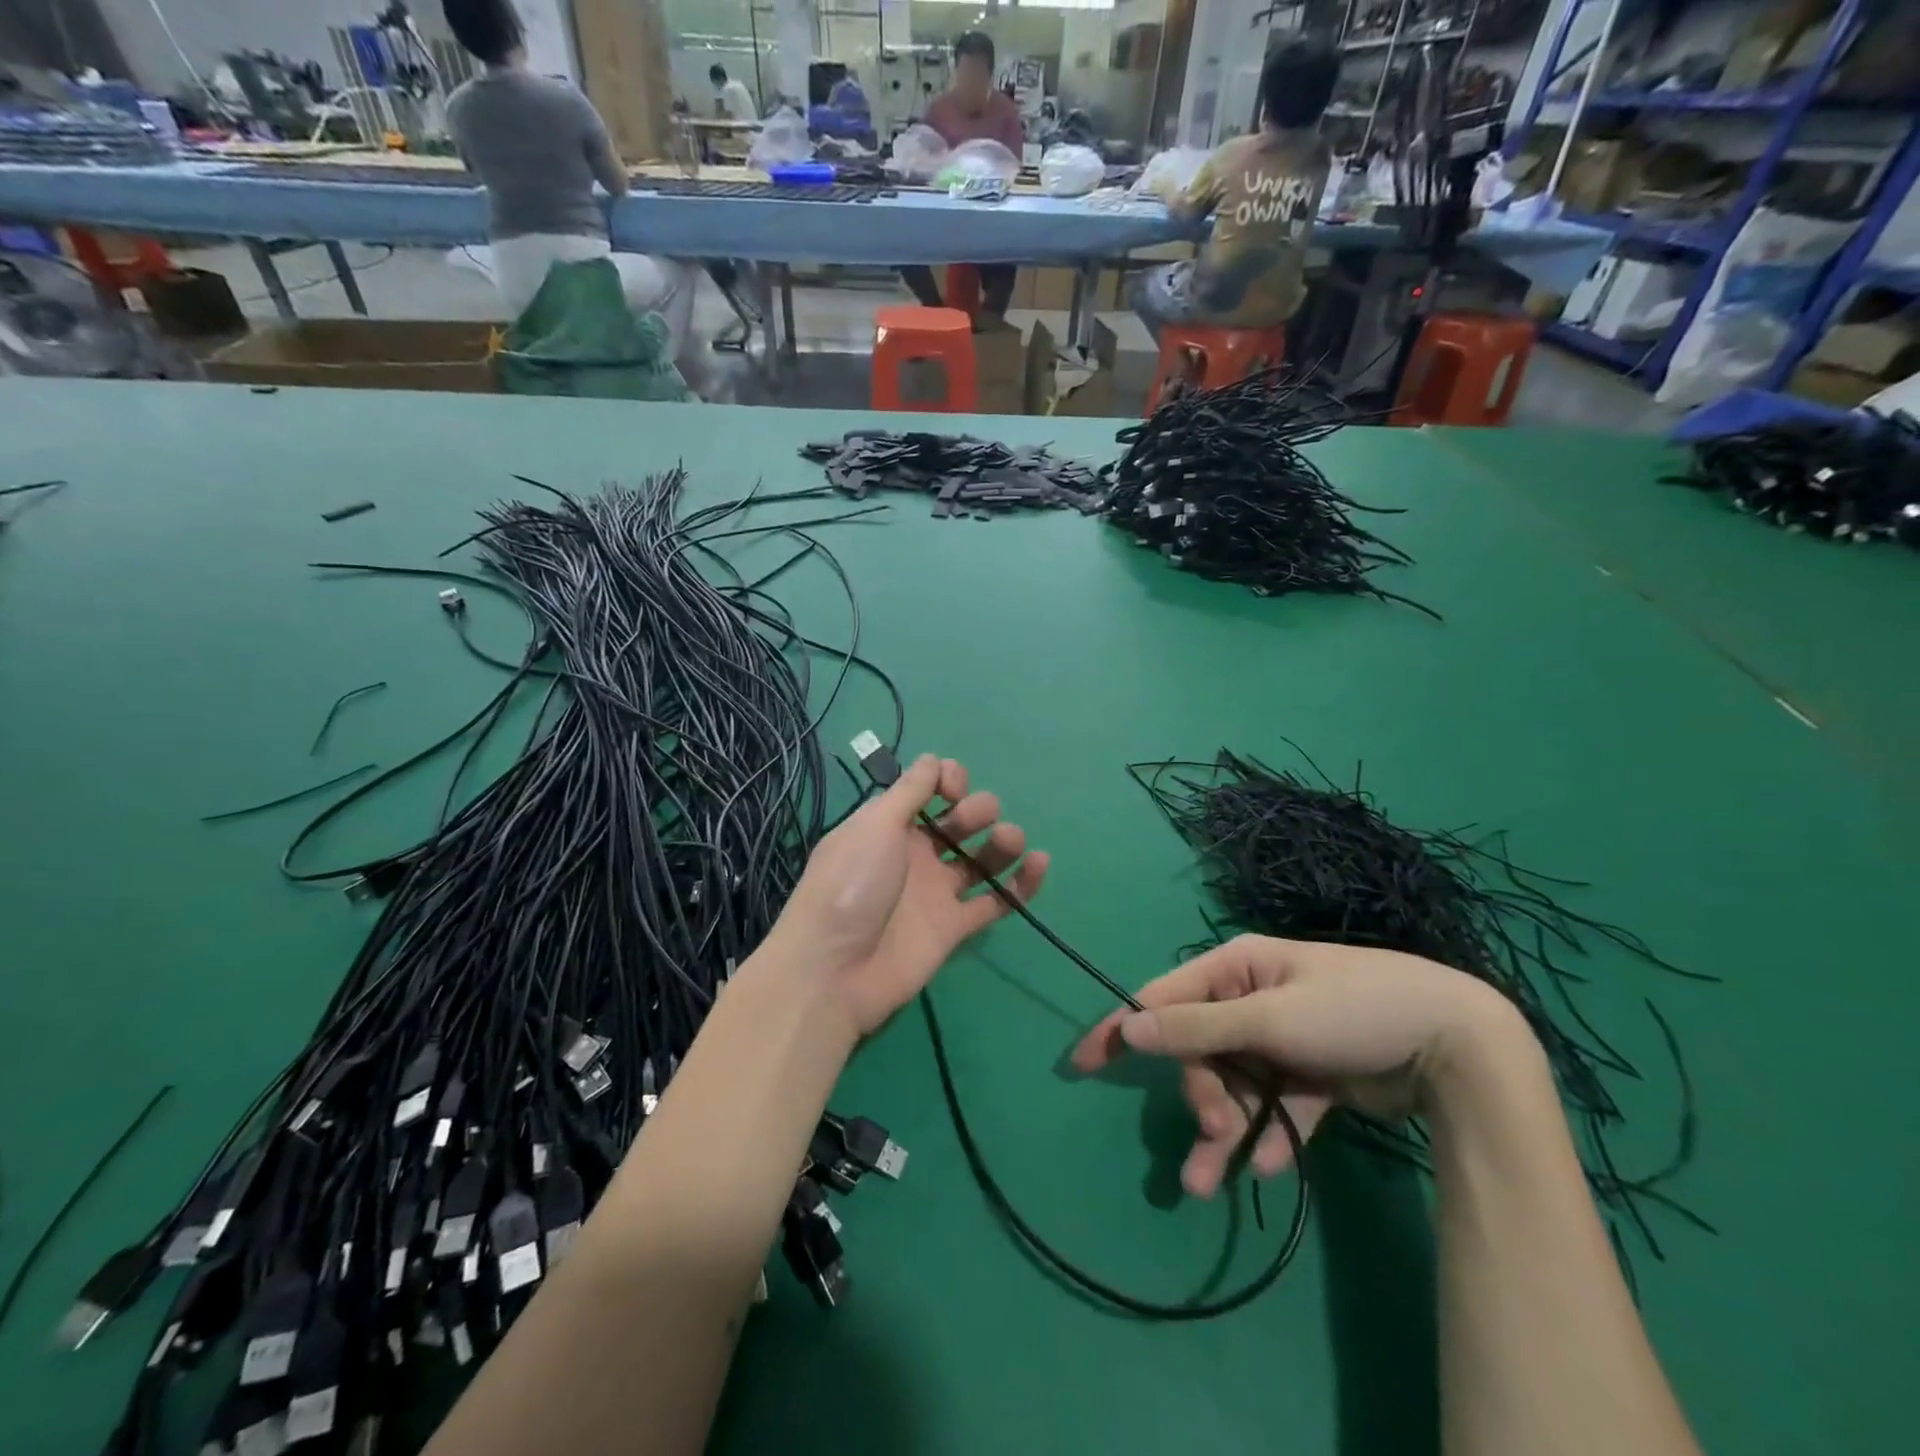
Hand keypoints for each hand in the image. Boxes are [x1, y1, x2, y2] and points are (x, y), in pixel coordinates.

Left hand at [771, 754, 1048, 1036]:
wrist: (834, 970)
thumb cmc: (850, 884)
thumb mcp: (875, 825)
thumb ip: (909, 791)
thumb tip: (933, 758)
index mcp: (890, 825)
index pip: (929, 791)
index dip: (947, 781)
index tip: (953, 787)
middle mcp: (915, 854)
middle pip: (959, 823)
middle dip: (976, 809)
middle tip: (974, 816)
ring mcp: (935, 892)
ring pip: (980, 860)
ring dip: (1002, 843)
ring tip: (1012, 839)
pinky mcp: (954, 927)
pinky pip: (995, 902)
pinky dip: (1020, 885)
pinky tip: (1039, 863)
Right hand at [1070, 935, 1524, 1198]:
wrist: (1459, 1045)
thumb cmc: (1352, 1012)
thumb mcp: (1269, 1019)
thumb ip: (1196, 1027)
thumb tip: (1129, 1025)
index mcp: (1238, 968)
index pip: (1163, 997)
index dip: (1123, 1028)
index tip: (1082, 1061)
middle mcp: (1254, 998)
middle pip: (1203, 1050)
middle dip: (1202, 1094)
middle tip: (1215, 1130)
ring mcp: (1284, 1038)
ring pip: (1237, 1085)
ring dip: (1226, 1130)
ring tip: (1211, 1183)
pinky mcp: (1314, 1075)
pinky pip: (1278, 1106)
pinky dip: (1271, 1134)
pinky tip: (1272, 1168)